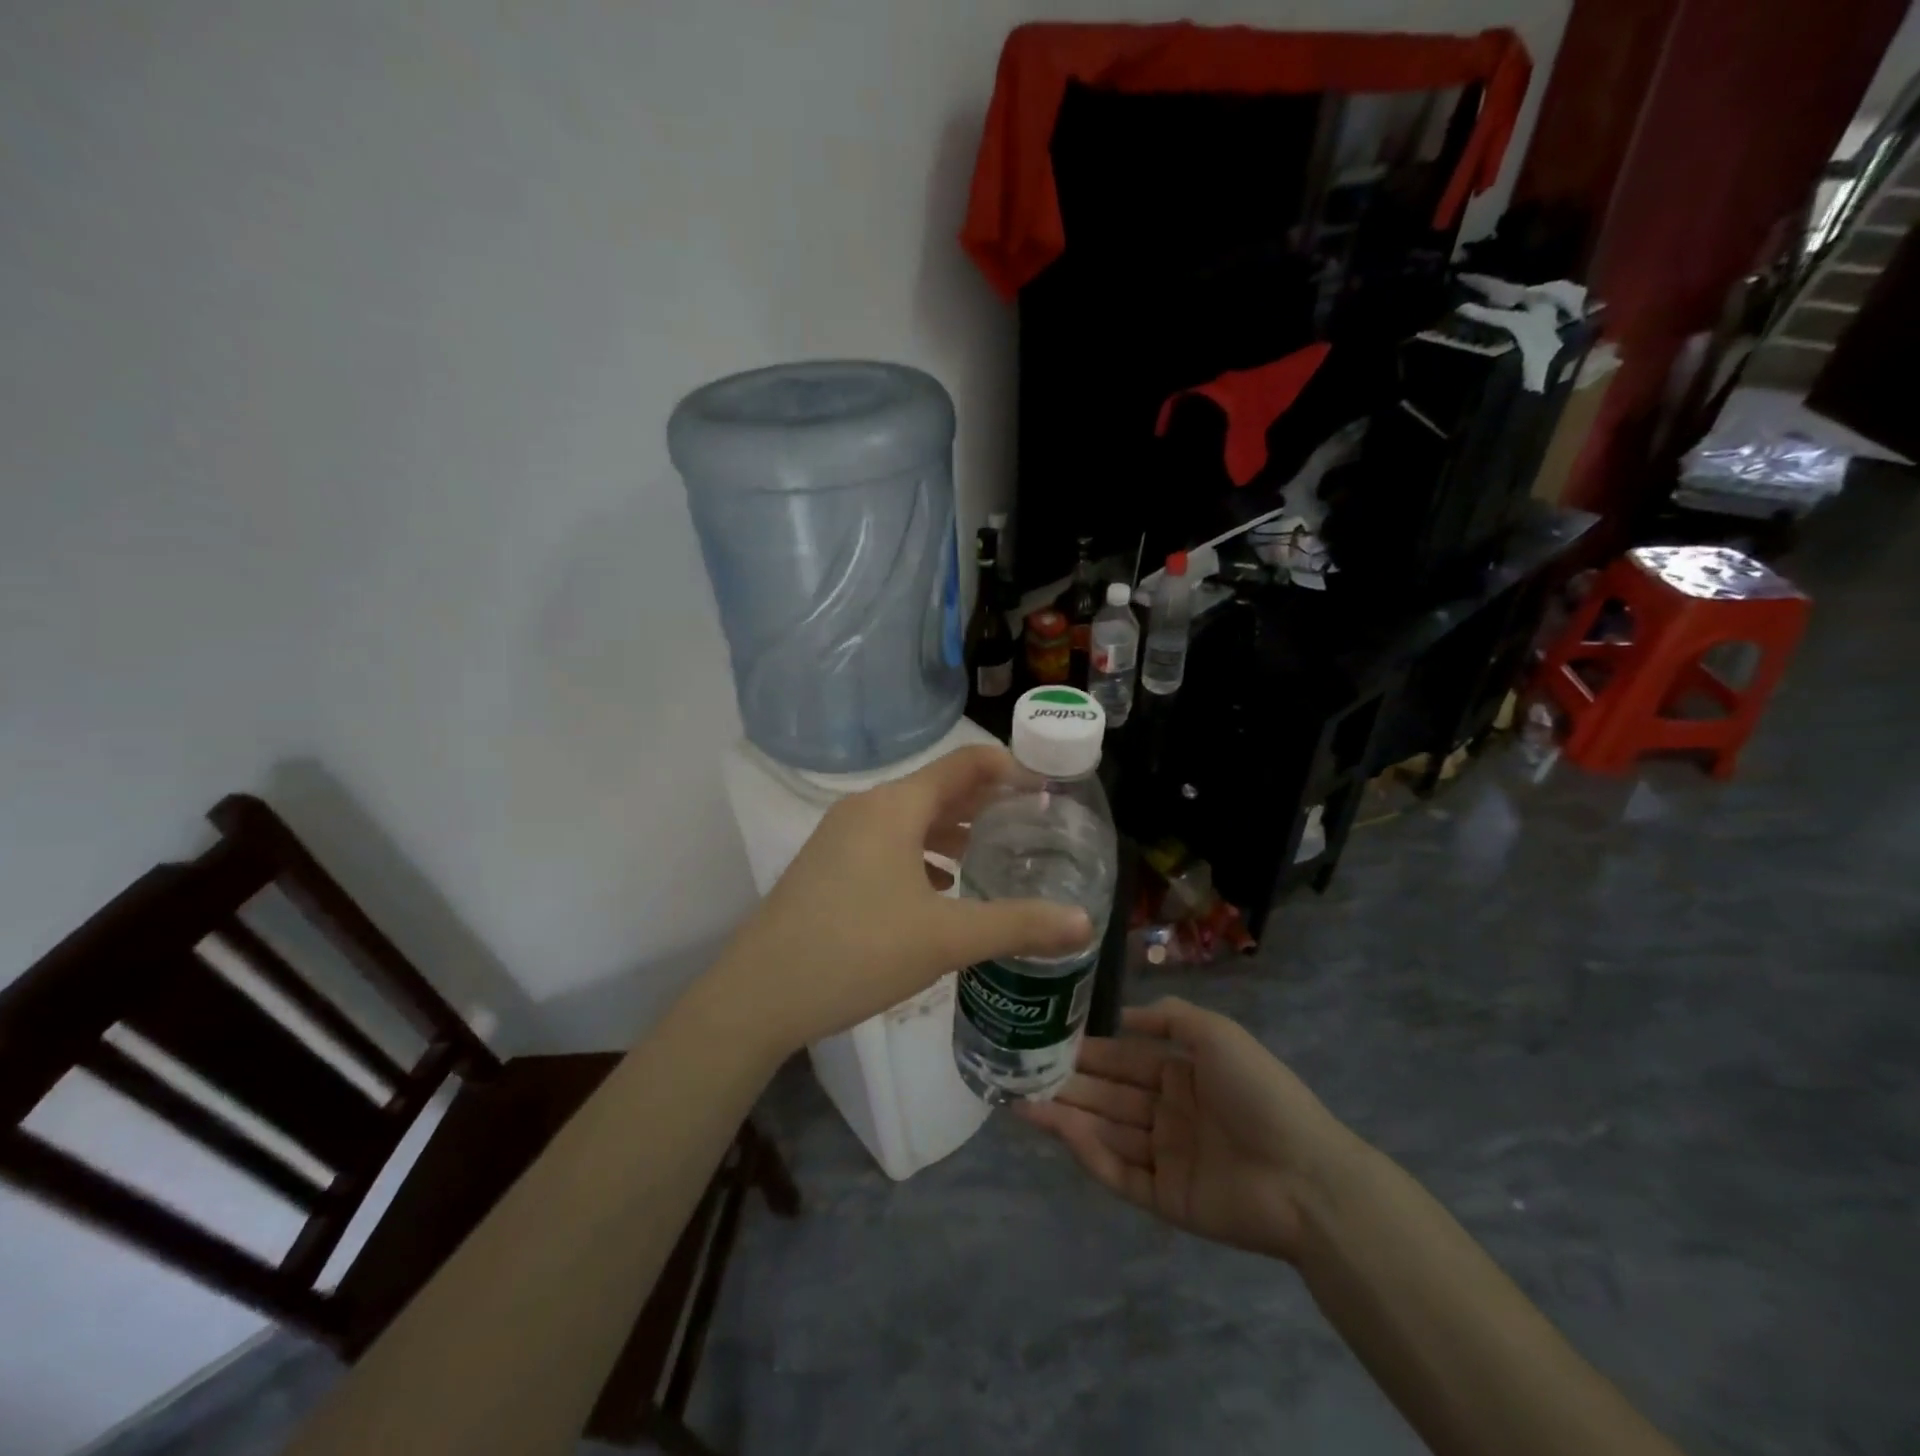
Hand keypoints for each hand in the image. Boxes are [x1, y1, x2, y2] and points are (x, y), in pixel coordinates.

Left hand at [707, 744, 1093, 1057]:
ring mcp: (840, 836)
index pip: (964, 764)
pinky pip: (887, 844)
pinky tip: (940, 889)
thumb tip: (1084, 924)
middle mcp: (866, 808)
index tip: (1046, 788)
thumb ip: (1017, 925)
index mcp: (895, 806)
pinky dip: (921, 854)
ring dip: (952, 831)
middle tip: (1030, 826)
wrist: (759, 994)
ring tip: (991, 856)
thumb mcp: (945, 939)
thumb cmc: (858, 951)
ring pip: (910, 819)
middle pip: (937, 789)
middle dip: (985, 804)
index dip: (1009, 768)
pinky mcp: (827, 865)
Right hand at [1018, 997, 1356, 1262]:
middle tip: (1020, 1073)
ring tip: (1022, 1101)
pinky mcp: (1164, 1198)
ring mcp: (1165, 1157)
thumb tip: (1122, 1015)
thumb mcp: (1218, 1034)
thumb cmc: (1258, 1092)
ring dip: (1066, 1115)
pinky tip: (1060, 1130)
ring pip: (1105, 1131)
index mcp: (1182, 1075)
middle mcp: (1168, 1113)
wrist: (1305, 1175)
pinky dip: (1088, 1152)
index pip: (1123, 1059)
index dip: (1088, 1051)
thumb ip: (1170, 1018)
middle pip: (1108, 1096)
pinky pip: (1118, 1172)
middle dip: (1067, 1083)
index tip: (1046, 1040)